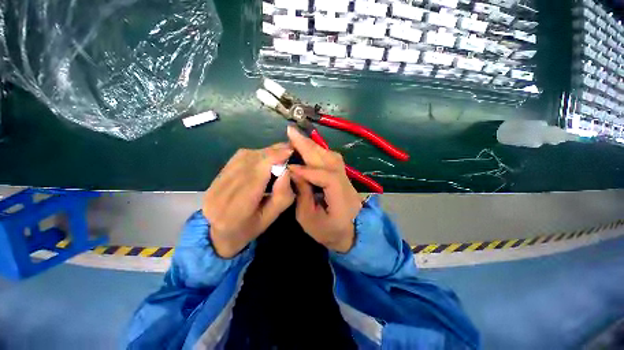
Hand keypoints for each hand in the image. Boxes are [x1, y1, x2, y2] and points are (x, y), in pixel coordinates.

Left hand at [203, 143, 294, 257]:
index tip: (289, 151)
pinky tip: (265, 157)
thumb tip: (286, 171)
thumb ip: (281, 197)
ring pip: (243, 157)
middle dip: (271, 153)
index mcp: (236, 210)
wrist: (219, 234)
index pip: (255, 176)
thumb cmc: (249, 229)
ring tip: (279, 153)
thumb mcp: (270, 218)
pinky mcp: (215, 176)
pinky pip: (237, 158)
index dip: (272, 159)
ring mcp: (215, 183)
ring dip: (264, 152)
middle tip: (288, 150)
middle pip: (249, 162)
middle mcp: (221, 193)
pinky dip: (255, 154)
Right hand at [287, 126, 361, 252]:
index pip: (328, 179)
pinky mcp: (343, 176)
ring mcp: (347, 178)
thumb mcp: (308, 219)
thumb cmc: (327, 232)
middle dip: (309, 146)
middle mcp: (347, 185)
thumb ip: (302, 195)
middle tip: (291, 132)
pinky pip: (332, 159)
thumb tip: (294, 171)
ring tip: (298, 137)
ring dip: (313, 146)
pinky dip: (319, 151)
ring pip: (332, 156)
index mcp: (342, 202)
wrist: (349, 233)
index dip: (309, 171)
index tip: (290, 167)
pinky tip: (309, 147)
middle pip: (330, 161)